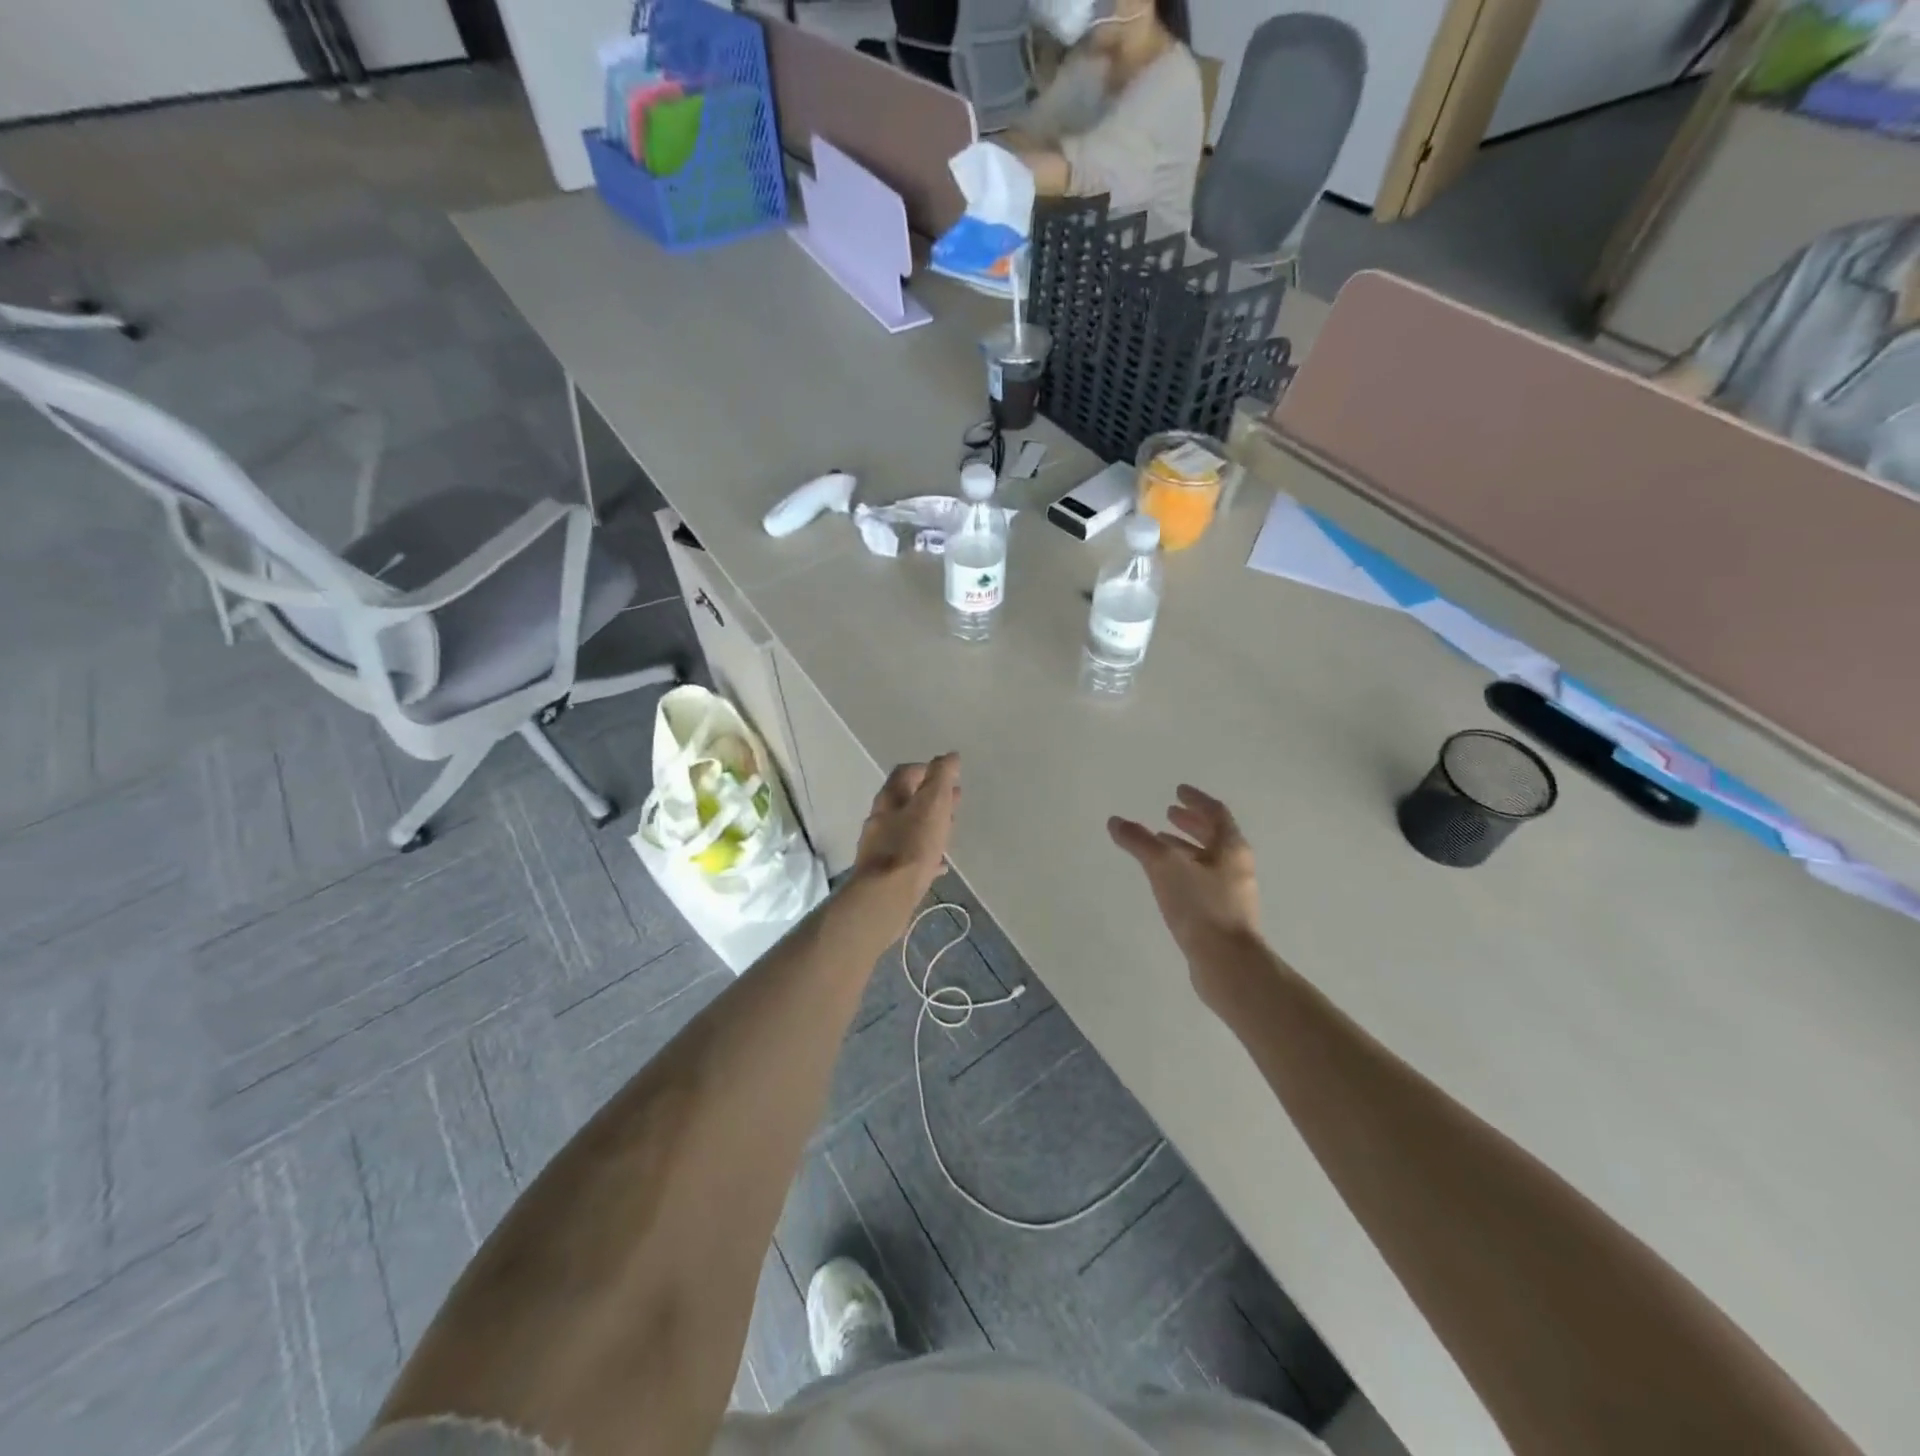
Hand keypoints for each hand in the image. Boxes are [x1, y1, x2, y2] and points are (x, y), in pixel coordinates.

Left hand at [851, 755, 960, 915]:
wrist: (887, 895)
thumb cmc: (912, 845)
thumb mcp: (932, 804)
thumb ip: (941, 778)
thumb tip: (949, 756)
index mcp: (889, 798)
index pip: (906, 773)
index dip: (927, 769)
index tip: (948, 775)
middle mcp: (880, 819)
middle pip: (907, 801)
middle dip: (931, 798)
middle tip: (953, 801)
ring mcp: (880, 846)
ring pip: (908, 829)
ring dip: (928, 825)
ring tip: (950, 829)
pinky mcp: (885, 873)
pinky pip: (908, 857)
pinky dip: (925, 854)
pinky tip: (940, 864)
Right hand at [1108, 785, 1259, 984]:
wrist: (1227, 964)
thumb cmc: (1200, 907)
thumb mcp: (1164, 867)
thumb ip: (1139, 842)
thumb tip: (1116, 821)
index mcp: (1231, 848)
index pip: (1215, 813)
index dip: (1196, 800)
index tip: (1178, 791)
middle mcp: (1236, 867)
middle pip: (1214, 837)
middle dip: (1191, 823)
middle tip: (1169, 813)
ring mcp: (1232, 893)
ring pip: (1208, 861)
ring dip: (1186, 848)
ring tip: (1161, 843)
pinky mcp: (1223, 916)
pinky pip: (1203, 882)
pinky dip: (1184, 872)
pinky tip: (1166, 882)